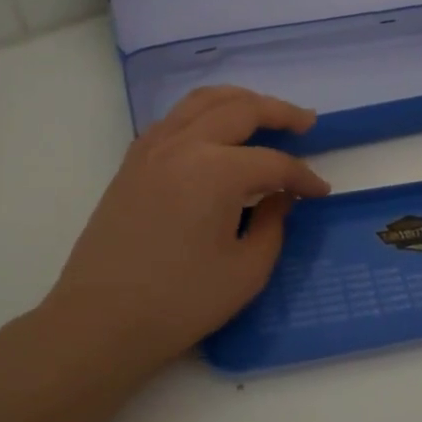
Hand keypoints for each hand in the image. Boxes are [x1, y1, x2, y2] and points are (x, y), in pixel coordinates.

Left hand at [38, 87, 329, 377]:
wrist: (100, 320)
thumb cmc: (179, 303)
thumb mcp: (246, 271)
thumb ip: (274, 225)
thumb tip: (281, 197)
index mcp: (216, 171)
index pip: (273, 162)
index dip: (303, 177)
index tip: (321, 192)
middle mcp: (184, 145)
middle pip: (241, 109)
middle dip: (280, 112)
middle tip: (306, 123)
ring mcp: (152, 149)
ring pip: (202, 101)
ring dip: (239, 100)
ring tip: (263, 112)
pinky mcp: (132, 162)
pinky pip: (174, 118)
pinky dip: (203, 113)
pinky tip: (214, 133)